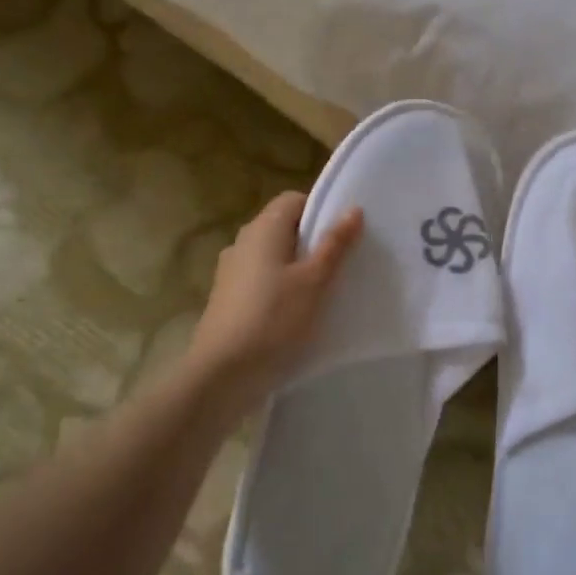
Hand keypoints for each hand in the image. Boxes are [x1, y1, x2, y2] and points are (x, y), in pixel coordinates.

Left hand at [186, 191, 363, 396]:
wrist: (223, 374)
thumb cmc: (273, 319)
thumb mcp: (314, 281)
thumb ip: (334, 244)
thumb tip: (353, 209)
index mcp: (262, 229)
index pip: (294, 200)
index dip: (321, 210)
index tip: (344, 234)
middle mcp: (242, 242)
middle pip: (283, 227)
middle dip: (312, 240)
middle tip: (343, 262)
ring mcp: (231, 271)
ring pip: (273, 256)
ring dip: (297, 266)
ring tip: (324, 290)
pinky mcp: (228, 298)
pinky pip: (262, 280)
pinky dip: (281, 287)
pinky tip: (298, 312)